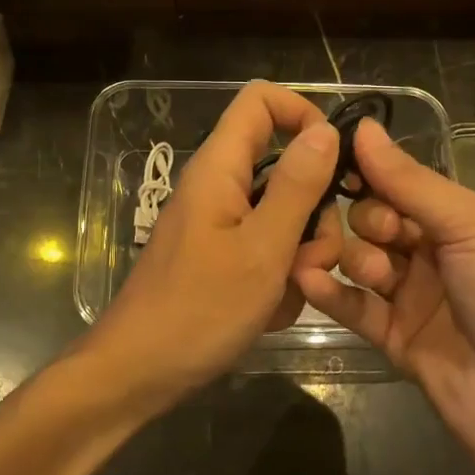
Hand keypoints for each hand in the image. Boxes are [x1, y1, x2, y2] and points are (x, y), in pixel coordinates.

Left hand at [86, 81, 342, 403]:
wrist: (140, 373)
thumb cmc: (199, 310)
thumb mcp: (262, 249)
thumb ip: (297, 187)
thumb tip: (325, 130)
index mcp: (220, 168)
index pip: (262, 100)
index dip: (303, 113)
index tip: (335, 159)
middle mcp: (220, 186)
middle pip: (285, 166)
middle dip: (313, 211)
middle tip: (311, 257)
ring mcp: (221, 224)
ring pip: (284, 215)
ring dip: (299, 253)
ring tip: (286, 292)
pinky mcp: (222, 256)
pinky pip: (267, 250)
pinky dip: (278, 278)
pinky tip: (267, 311)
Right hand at [294, 117, 474, 474]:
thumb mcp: (473, 226)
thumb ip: (411, 182)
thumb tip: (364, 126)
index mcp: (465, 217)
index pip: (404, 183)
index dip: (374, 175)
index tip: (337, 164)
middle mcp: (437, 252)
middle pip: (376, 220)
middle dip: (369, 221)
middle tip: (382, 236)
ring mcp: (413, 296)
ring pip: (361, 260)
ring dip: (354, 257)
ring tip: (372, 272)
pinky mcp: (392, 337)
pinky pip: (352, 305)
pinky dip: (328, 291)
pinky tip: (306, 276)